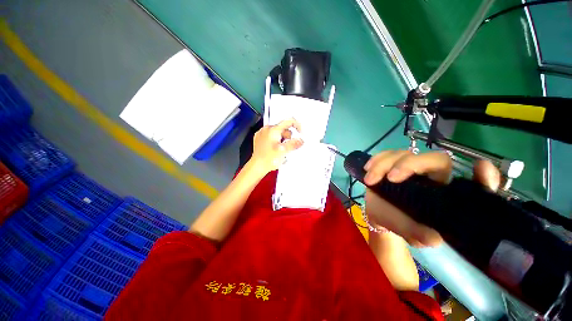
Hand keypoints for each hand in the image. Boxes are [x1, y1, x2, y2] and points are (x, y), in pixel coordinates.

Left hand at [250, 119, 303, 173]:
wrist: (257, 166)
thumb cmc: (268, 159)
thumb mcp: (284, 151)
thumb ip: (294, 144)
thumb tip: (301, 140)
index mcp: (273, 129)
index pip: (289, 121)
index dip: (297, 126)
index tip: (300, 133)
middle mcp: (267, 129)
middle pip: (283, 129)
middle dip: (288, 137)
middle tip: (287, 147)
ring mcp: (262, 133)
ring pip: (278, 133)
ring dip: (282, 140)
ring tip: (280, 151)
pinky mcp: (260, 139)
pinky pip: (271, 137)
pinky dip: (275, 142)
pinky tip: (275, 150)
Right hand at [363, 150, 500, 246]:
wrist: (380, 214)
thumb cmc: (400, 222)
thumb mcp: (411, 232)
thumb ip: (421, 234)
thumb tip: (433, 238)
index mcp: (444, 192)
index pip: (469, 182)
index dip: (482, 176)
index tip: (480, 168)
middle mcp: (430, 176)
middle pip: (433, 159)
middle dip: (411, 165)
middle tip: (392, 178)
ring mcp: (408, 167)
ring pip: (403, 154)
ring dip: (384, 164)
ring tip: (371, 179)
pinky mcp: (389, 164)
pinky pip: (384, 154)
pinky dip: (375, 160)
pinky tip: (367, 169)